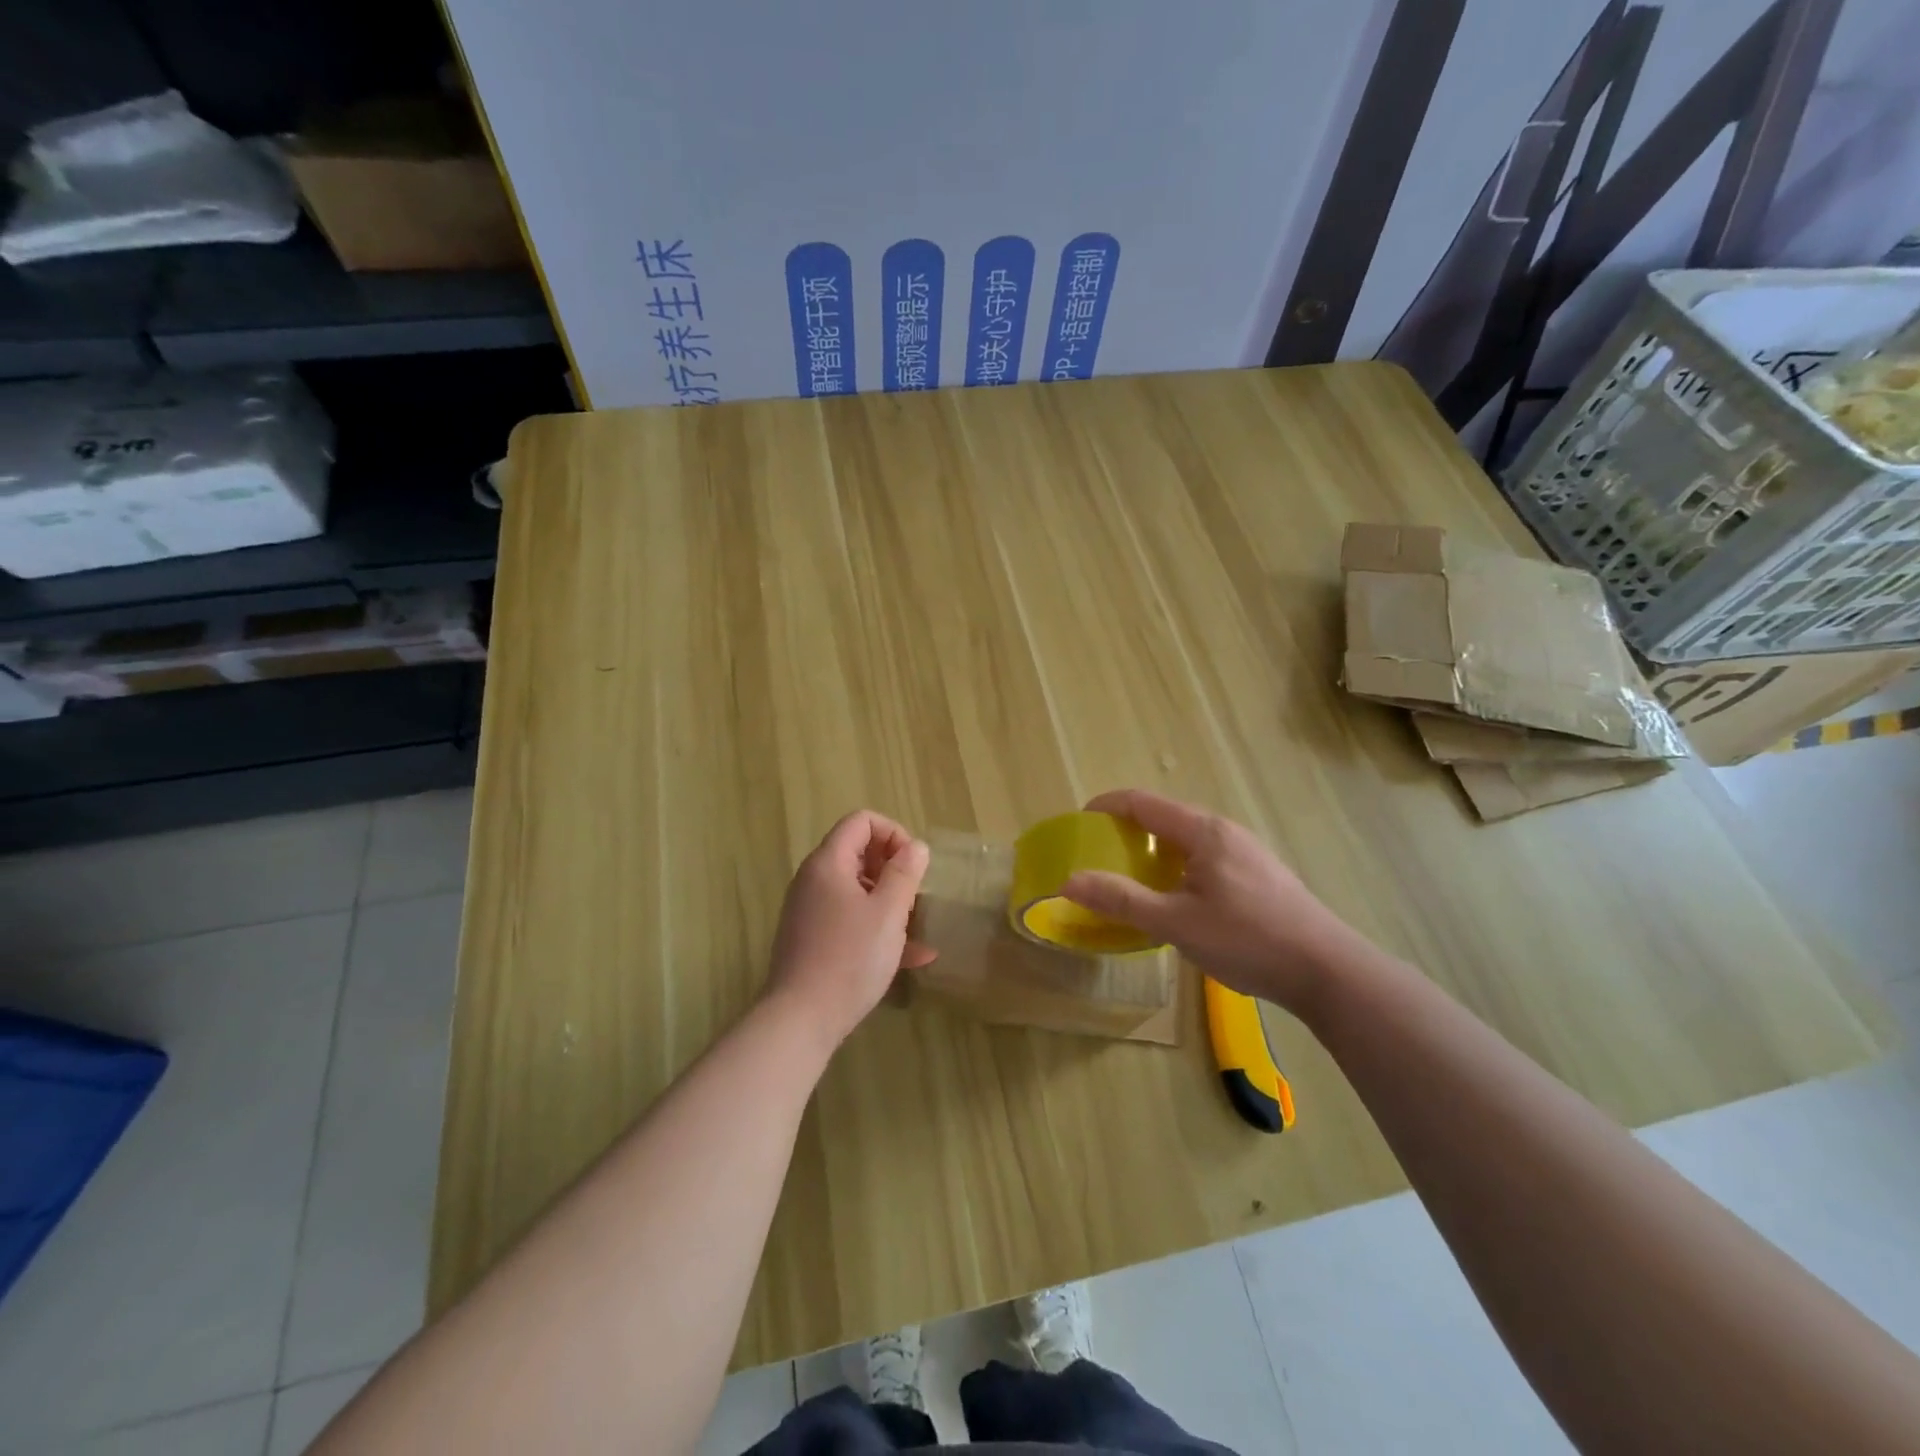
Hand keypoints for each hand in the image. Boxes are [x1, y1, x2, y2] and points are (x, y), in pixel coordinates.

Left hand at [765, 811, 934, 1048]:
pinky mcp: (813, 940)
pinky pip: (850, 920)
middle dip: (894, 869)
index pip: (861, 821)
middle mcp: (815, 880)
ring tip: (917, 925)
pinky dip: (877, 928)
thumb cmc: (850, 958)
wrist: (800, 1019)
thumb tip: (916, 847)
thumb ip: (905, 873)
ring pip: (858, 890)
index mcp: (829, 863)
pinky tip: (913, 957)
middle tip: (916, 896)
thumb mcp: (888, 912)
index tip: (914, 864)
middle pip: (858, 853)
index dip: (893, 833)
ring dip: (890, 901)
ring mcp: (811, 911)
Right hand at [1061, 789, 1357, 1011]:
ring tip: (1133, 877)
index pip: (1143, 803)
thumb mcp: (1175, 923)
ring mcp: (1247, 851)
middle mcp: (1225, 831)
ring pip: (1188, 838)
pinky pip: (1207, 856)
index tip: (1079, 822)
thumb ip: (1121, 900)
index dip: (1107, 806)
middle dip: (1128, 829)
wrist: (1327, 970)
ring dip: (1155, 849)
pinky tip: (1178, 898)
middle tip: (1100, 855)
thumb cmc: (1247, 940)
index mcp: (1203, 832)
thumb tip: (1069, 881)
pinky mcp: (1260, 874)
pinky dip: (1178, 864)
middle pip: (1166, 816)